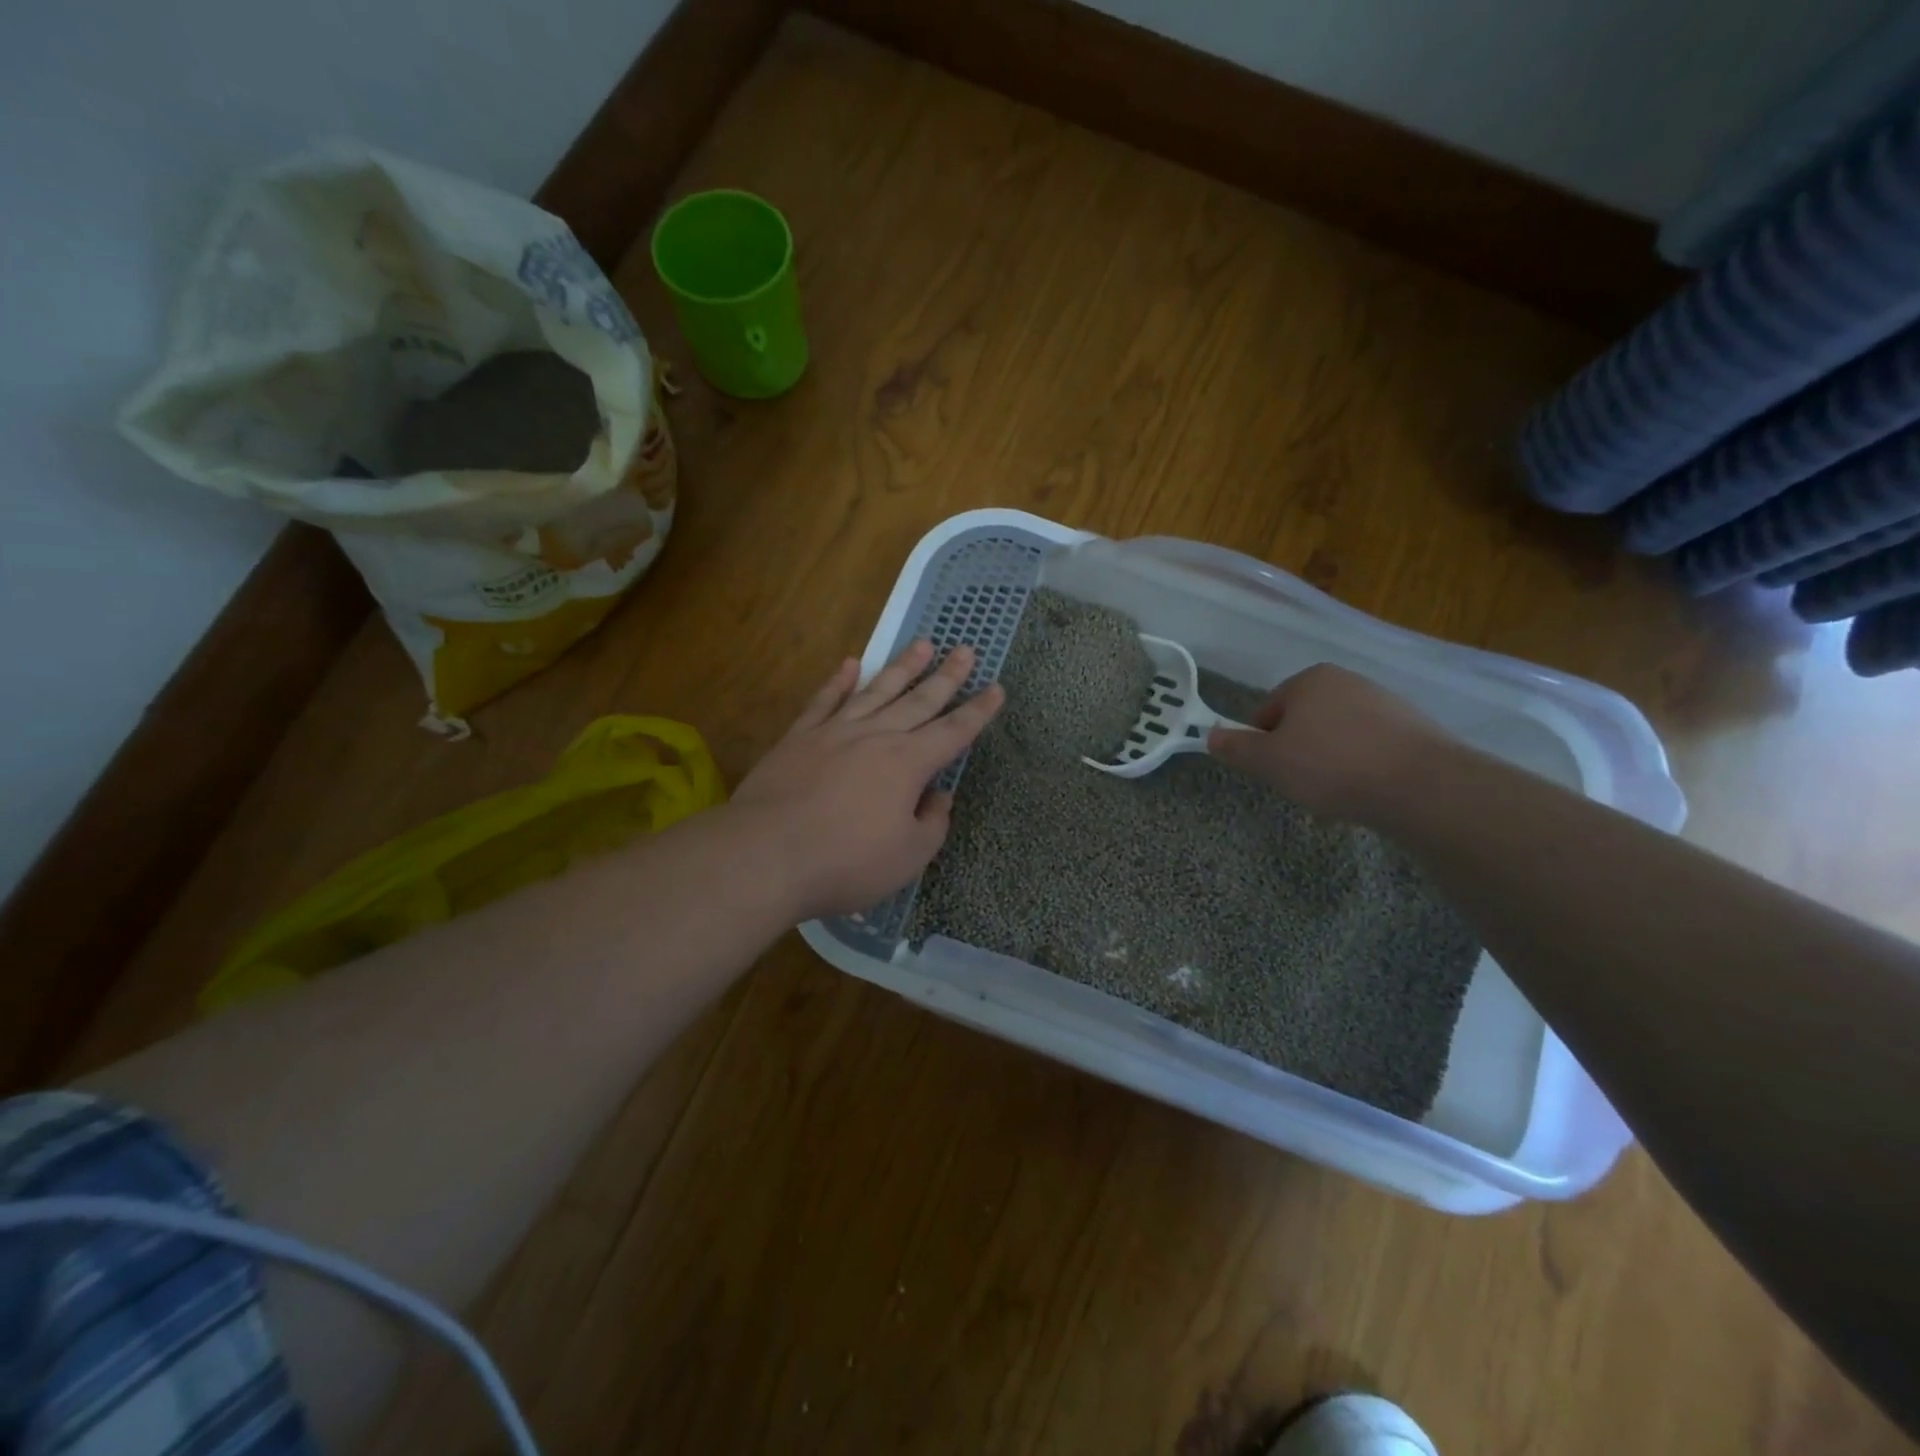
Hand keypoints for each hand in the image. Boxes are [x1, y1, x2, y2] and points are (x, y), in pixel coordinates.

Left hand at [730, 640, 1005, 919]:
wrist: (766, 854)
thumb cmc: (846, 862)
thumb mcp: (908, 857)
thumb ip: (932, 823)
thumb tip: (939, 797)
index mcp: (908, 764)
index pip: (954, 731)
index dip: (979, 711)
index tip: (996, 688)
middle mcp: (876, 736)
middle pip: (919, 701)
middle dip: (947, 677)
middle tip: (966, 649)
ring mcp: (835, 732)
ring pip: (876, 690)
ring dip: (902, 668)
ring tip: (923, 644)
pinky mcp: (799, 737)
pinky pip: (824, 700)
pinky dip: (838, 681)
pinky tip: (850, 664)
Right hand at [1206, 663, 1451, 823]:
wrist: (1420, 785)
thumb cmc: (1330, 766)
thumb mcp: (1269, 761)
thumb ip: (1236, 748)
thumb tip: (1211, 736)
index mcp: (1310, 680)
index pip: (1267, 710)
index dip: (1260, 743)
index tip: (1268, 772)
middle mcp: (1348, 682)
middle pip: (1304, 723)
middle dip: (1296, 755)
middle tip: (1298, 787)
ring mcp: (1385, 703)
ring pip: (1337, 739)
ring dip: (1327, 765)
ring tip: (1333, 799)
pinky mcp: (1414, 730)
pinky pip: (1370, 750)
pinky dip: (1360, 770)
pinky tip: (1363, 796)